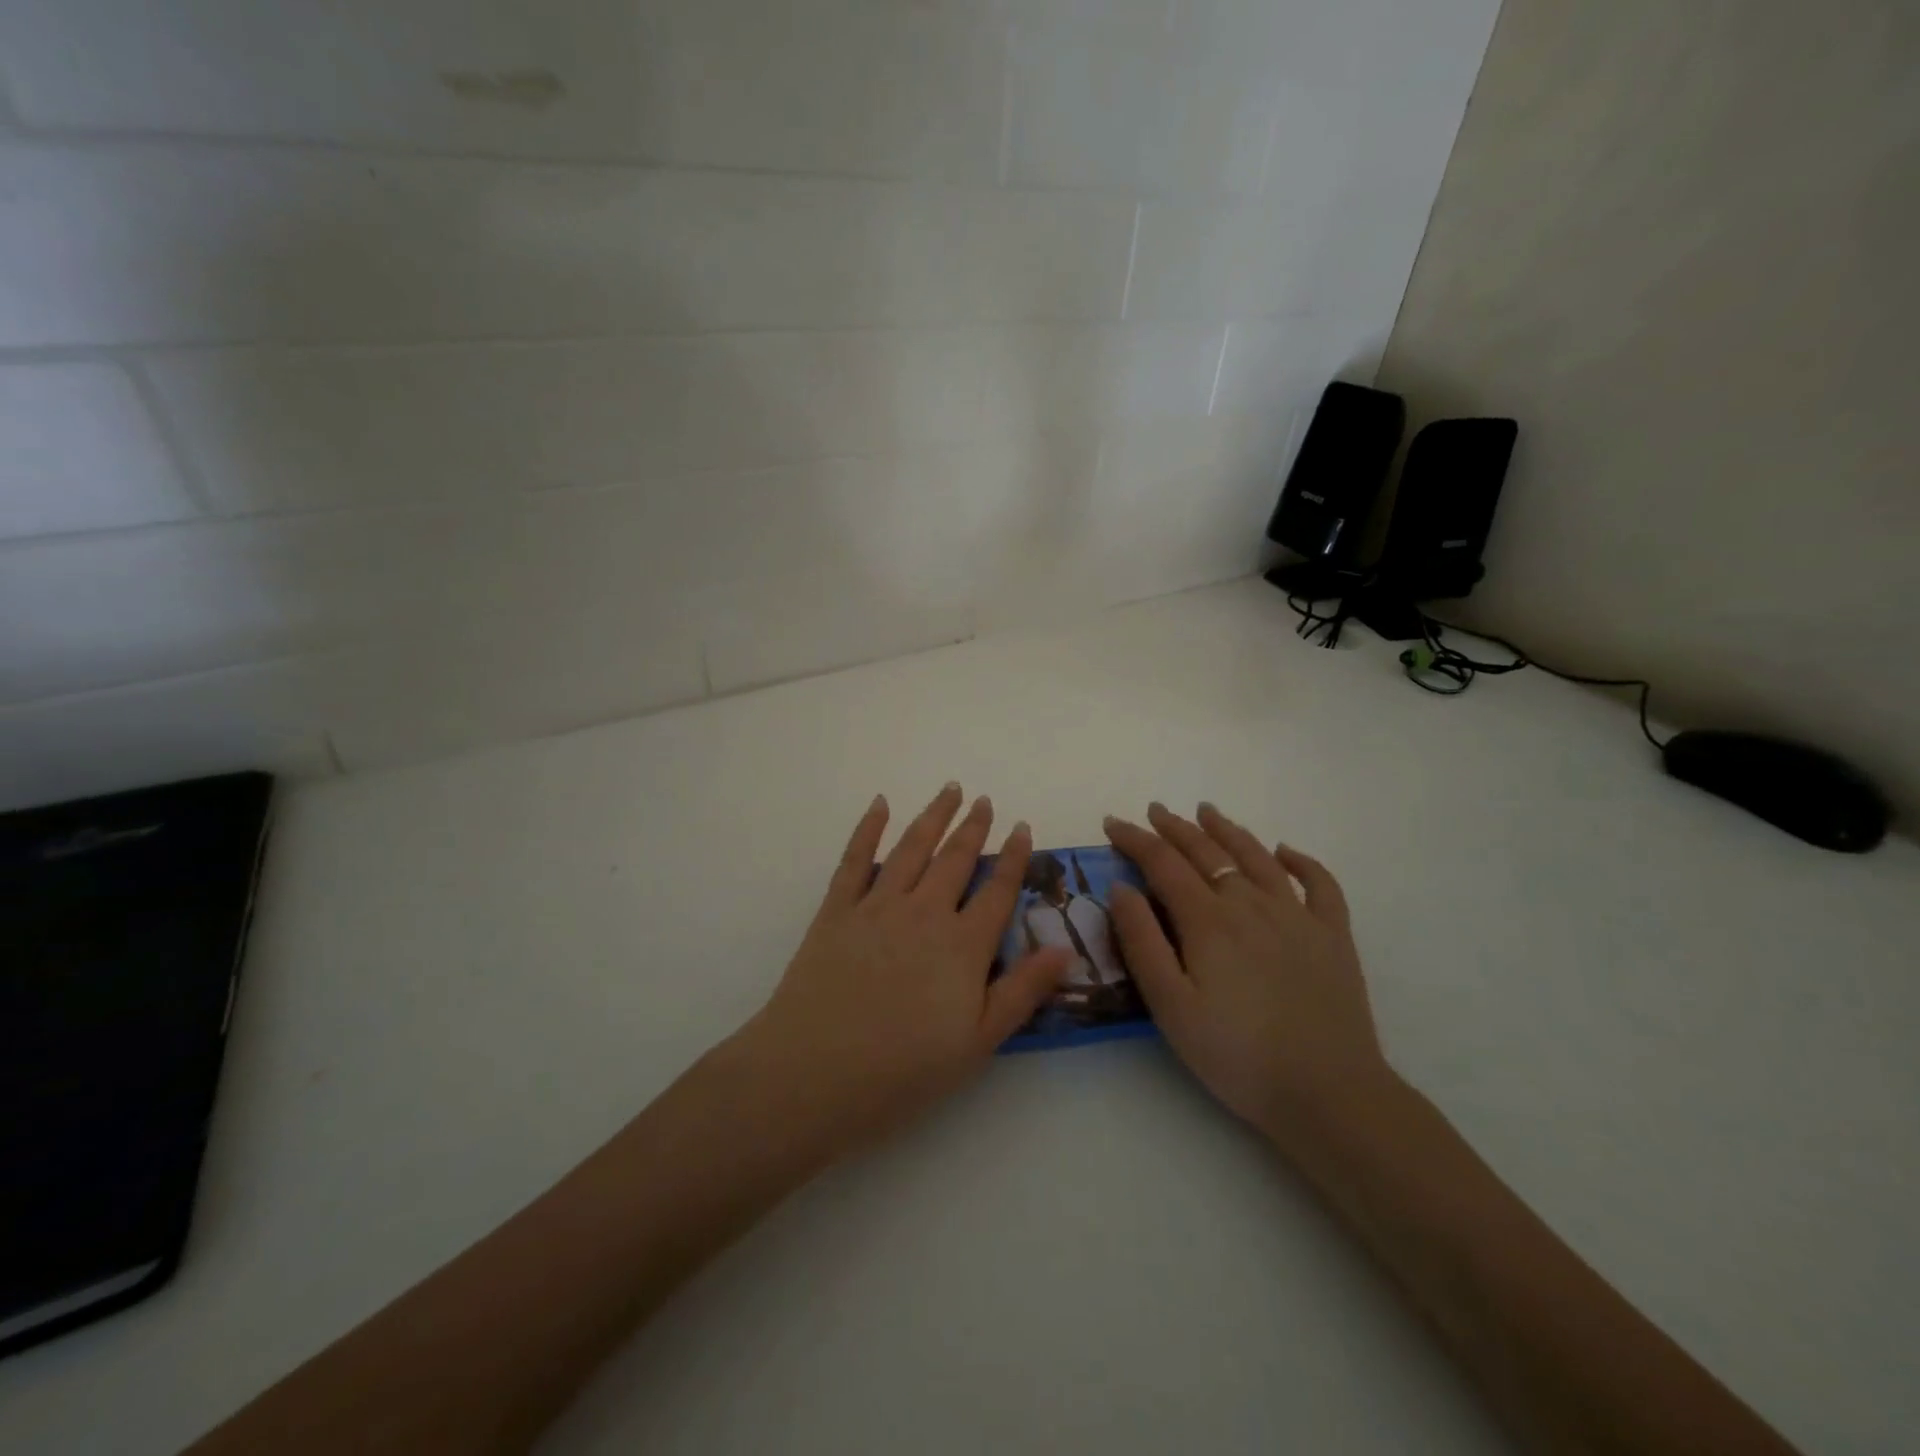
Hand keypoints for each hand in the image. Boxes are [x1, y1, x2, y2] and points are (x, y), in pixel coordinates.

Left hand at [728, 784, 1073, 1163]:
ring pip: (912, 847)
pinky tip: (880, 805)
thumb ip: (1022, 991)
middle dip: (973, 826)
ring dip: (933, 816)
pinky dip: (868, 828)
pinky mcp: (836, 910)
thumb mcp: (978, 1042)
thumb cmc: (903, 1068)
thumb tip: (1065, 948)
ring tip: (949, 790)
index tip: (1021, 828)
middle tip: (984, 800)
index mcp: (962, 945)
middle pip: (955, 859)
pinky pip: (855, 859)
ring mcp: (877, 906)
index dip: (1013, 857)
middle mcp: (924, 912)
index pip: (997, 890)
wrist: (815, 1071)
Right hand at [1102, 802, 1392, 1147]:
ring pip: (1257, 857)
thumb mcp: (1170, 1006)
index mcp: (1208, 921)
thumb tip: (1122, 887)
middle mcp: (1251, 904)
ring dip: (1228, 830)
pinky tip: (1285, 852)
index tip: (1113, 823)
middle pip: (1208, 852)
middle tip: (1155, 810)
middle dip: (1176, 828)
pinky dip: (1301, 861)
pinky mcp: (1333, 936)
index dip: (1135, 839)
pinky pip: (1319, 884)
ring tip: (1208, 812)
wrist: (1329, 1093)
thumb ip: (1142, 942)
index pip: (1163, 863)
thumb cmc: (1236, 1055)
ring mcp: (1297, 916)